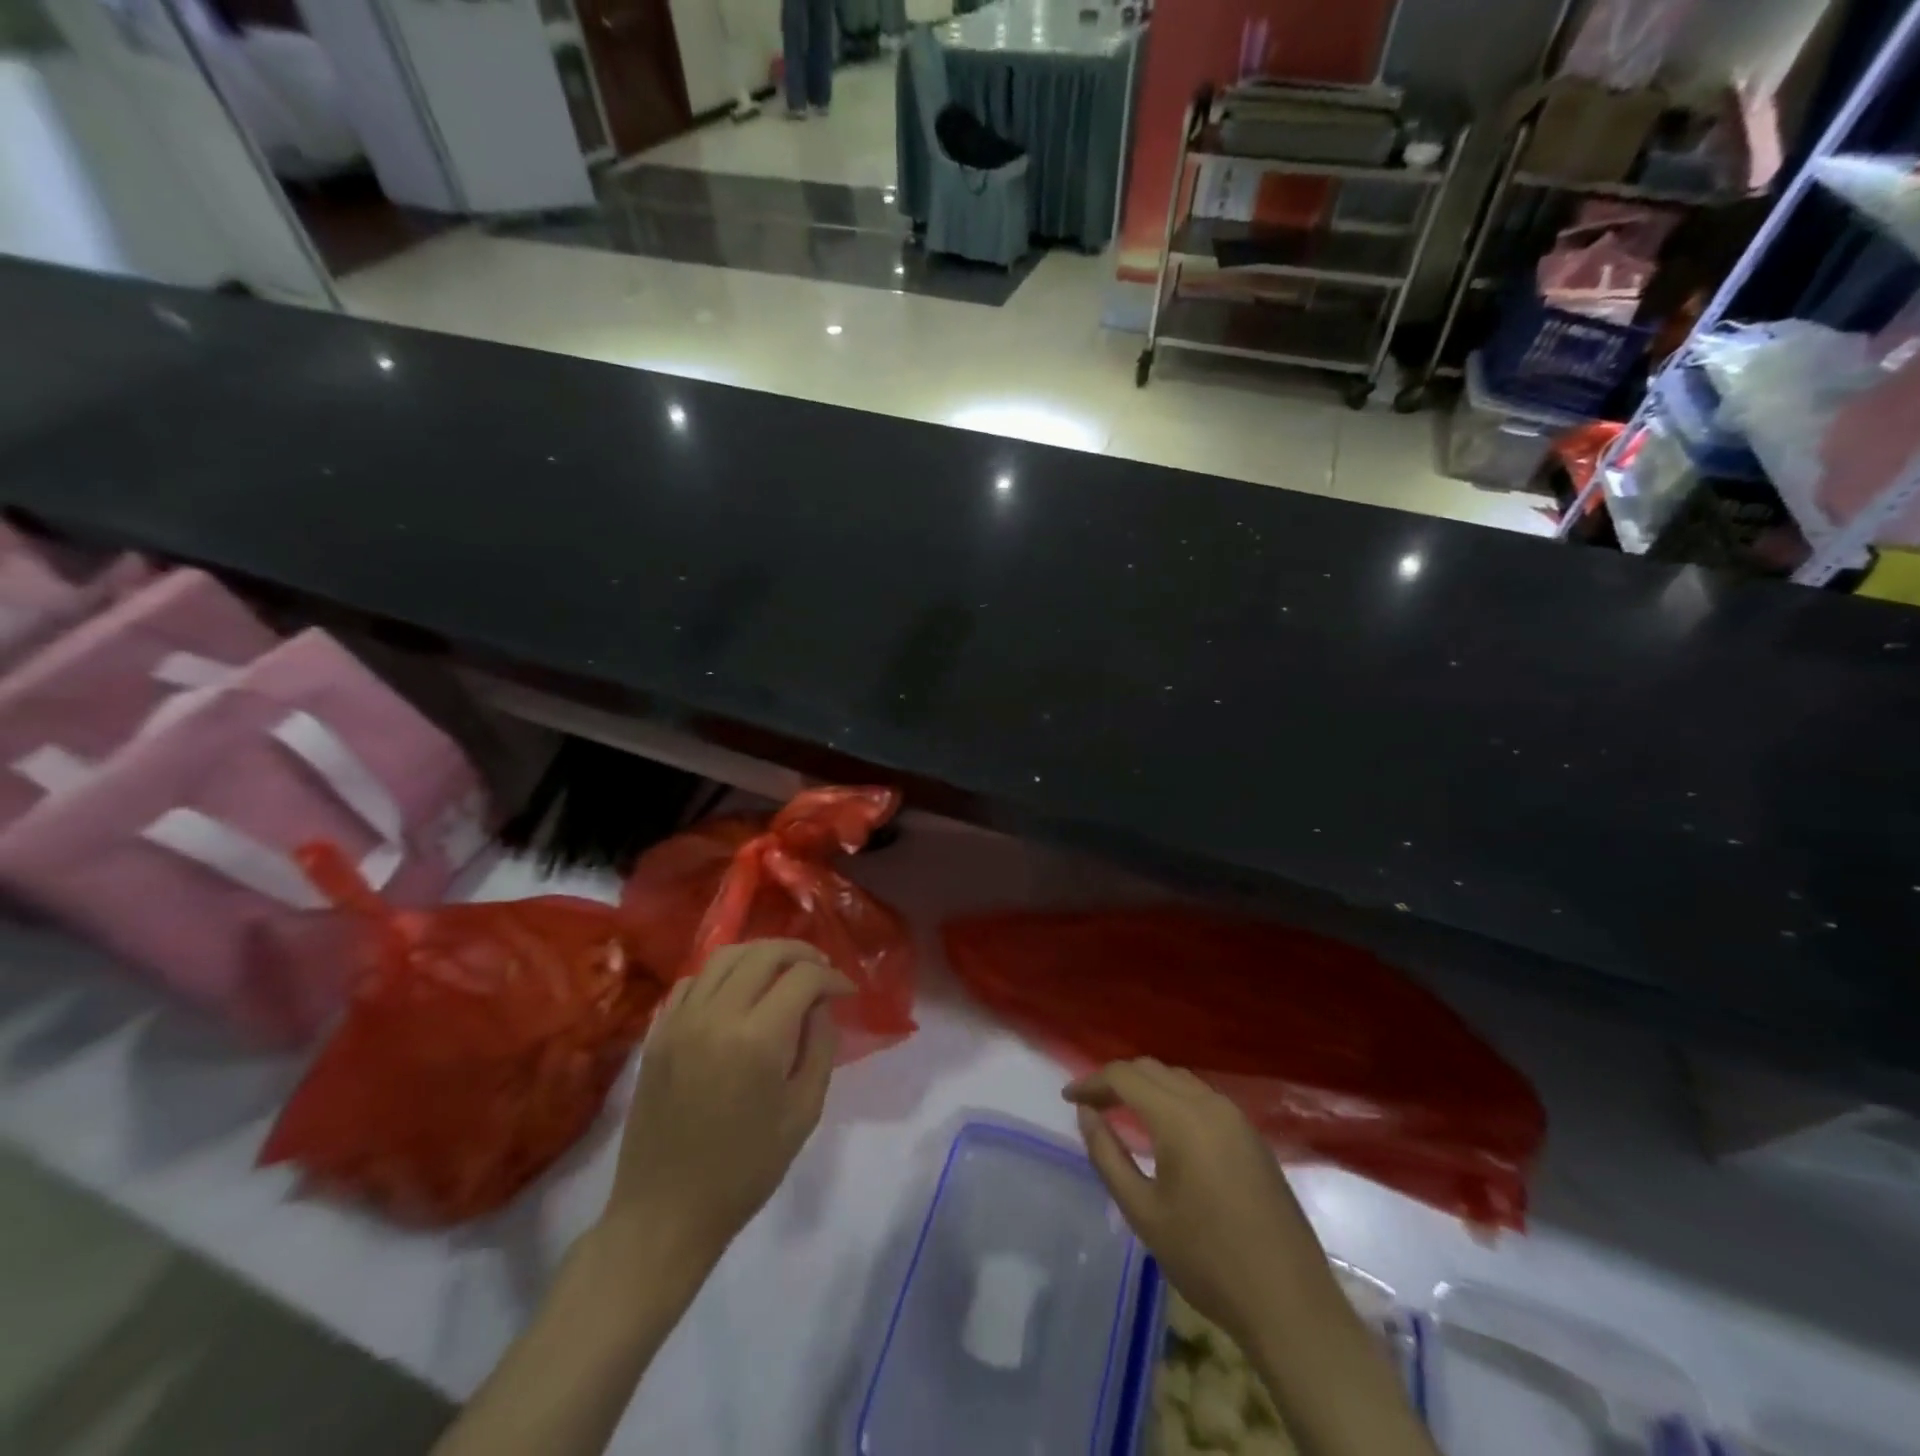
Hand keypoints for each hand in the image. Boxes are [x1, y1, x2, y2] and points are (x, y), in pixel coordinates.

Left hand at [602, 940, 852, 1270]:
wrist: (665, 1213)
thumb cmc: (745, 1170)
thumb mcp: (803, 1112)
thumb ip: (820, 1047)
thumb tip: (821, 1005)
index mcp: (758, 1039)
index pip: (804, 977)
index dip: (833, 976)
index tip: (847, 991)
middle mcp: (716, 1015)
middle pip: (764, 952)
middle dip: (801, 952)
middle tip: (821, 969)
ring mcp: (680, 1020)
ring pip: (725, 955)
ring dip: (761, 954)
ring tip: (782, 971)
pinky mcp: (657, 1032)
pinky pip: (691, 980)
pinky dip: (721, 974)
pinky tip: (736, 994)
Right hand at [1065, 1059, 1331, 1350]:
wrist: (1290, 1304)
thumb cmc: (1207, 1261)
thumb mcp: (1144, 1212)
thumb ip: (1108, 1155)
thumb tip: (1086, 1114)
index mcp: (1180, 1118)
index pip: (1125, 1076)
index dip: (1091, 1082)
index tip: (1067, 1098)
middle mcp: (1209, 1104)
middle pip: (1152, 1069)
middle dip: (1116, 1080)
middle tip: (1090, 1105)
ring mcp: (1236, 1118)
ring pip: (1178, 1080)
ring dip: (1146, 1086)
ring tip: (1121, 1111)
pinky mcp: (1252, 1136)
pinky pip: (1201, 1097)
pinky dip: (1172, 1098)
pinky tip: (1163, 1127)